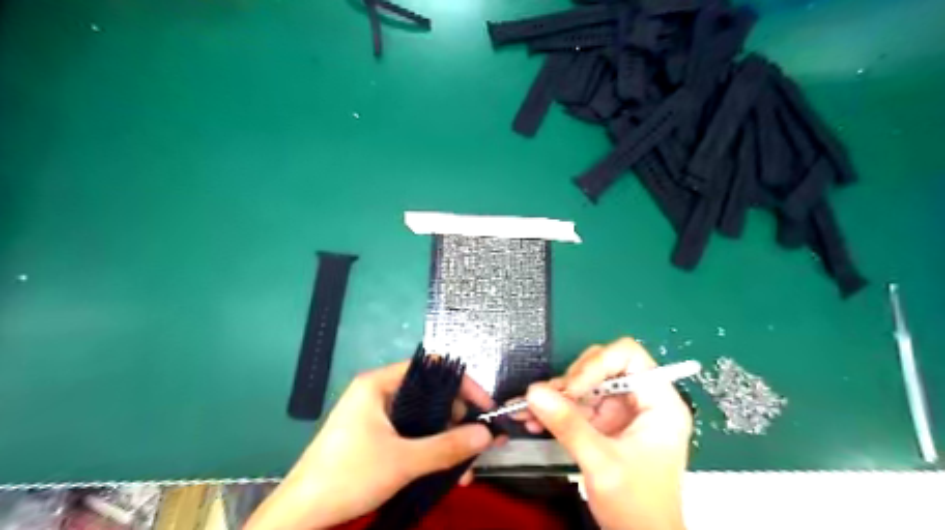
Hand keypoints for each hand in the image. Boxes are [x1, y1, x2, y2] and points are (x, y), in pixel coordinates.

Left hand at [246, 361, 501, 529]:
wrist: (300, 515)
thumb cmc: (348, 475)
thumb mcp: (403, 461)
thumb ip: (447, 446)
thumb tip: (486, 434)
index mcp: (380, 384)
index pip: (432, 369)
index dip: (463, 385)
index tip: (484, 407)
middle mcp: (380, 393)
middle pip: (431, 394)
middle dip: (458, 421)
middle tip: (479, 443)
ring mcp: (377, 415)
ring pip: (424, 418)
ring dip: (447, 441)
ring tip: (466, 469)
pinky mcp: (376, 435)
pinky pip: (413, 434)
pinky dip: (431, 449)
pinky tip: (447, 471)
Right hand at [520, 340, 692, 529]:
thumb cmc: (638, 506)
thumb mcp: (602, 463)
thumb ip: (568, 425)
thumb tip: (534, 393)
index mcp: (659, 402)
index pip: (628, 356)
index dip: (597, 364)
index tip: (572, 388)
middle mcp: (640, 400)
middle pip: (602, 365)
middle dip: (572, 381)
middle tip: (548, 399)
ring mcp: (621, 411)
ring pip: (584, 384)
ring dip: (555, 395)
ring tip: (529, 410)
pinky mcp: (604, 423)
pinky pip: (576, 404)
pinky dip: (555, 410)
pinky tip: (533, 420)